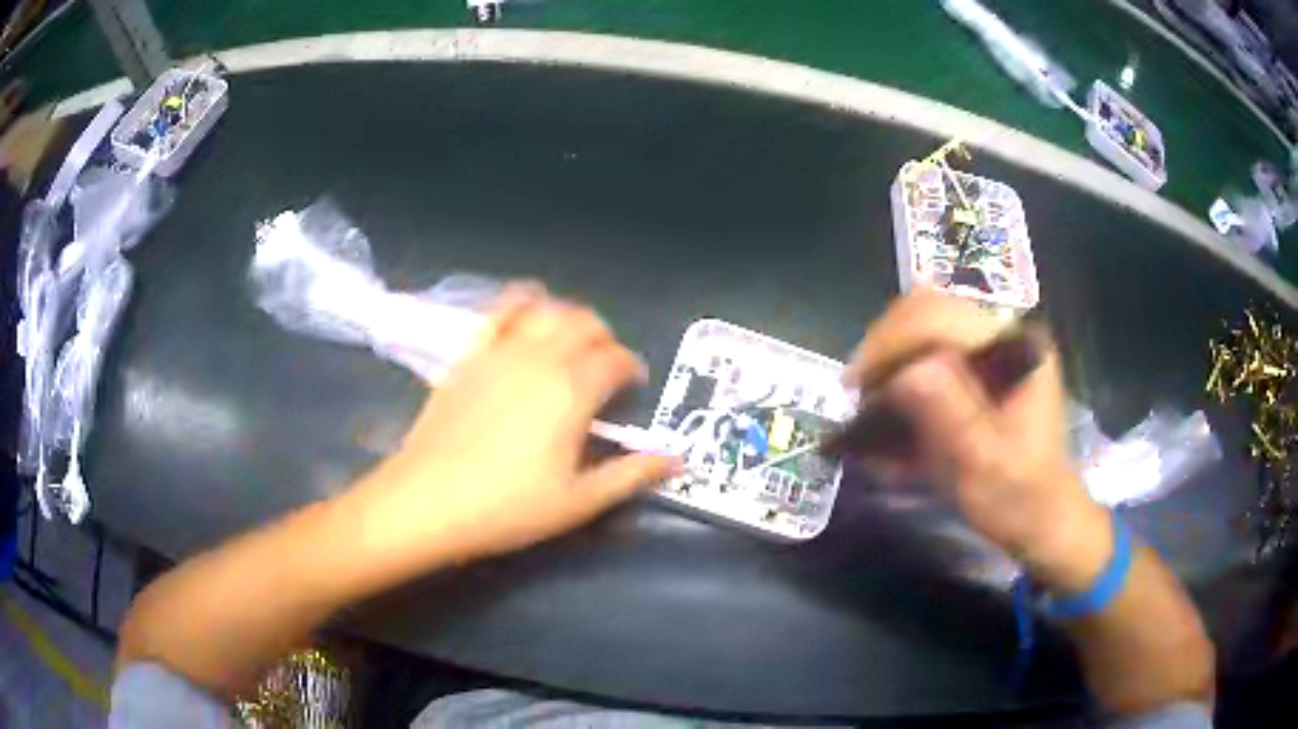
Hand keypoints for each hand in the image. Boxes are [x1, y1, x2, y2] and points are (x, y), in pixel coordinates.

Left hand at [345, 285, 680, 566]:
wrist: (427, 501)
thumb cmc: (507, 507)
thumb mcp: (578, 501)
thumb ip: (631, 475)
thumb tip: (678, 459)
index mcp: (573, 391)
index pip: (616, 359)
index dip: (631, 368)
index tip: (633, 386)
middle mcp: (540, 358)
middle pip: (586, 325)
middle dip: (606, 339)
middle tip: (606, 368)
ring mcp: (501, 351)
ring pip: (549, 310)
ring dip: (571, 318)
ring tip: (573, 341)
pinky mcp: (469, 354)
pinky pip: (500, 311)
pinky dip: (522, 302)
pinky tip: (529, 307)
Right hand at [845, 291, 1110, 586]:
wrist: (1042, 517)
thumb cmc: (1017, 497)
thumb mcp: (984, 465)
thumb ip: (951, 415)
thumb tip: (903, 372)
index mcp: (1017, 347)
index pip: (942, 318)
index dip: (893, 343)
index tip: (856, 386)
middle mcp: (1006, 332)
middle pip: (929, 309)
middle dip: (886, 344)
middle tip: (857, 391)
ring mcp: (993, 344)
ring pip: (924, 321)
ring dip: (890, 353)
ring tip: (869, 395)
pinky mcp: (981, 363)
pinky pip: (930, 345)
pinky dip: (902, 365)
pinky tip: (889, 398)